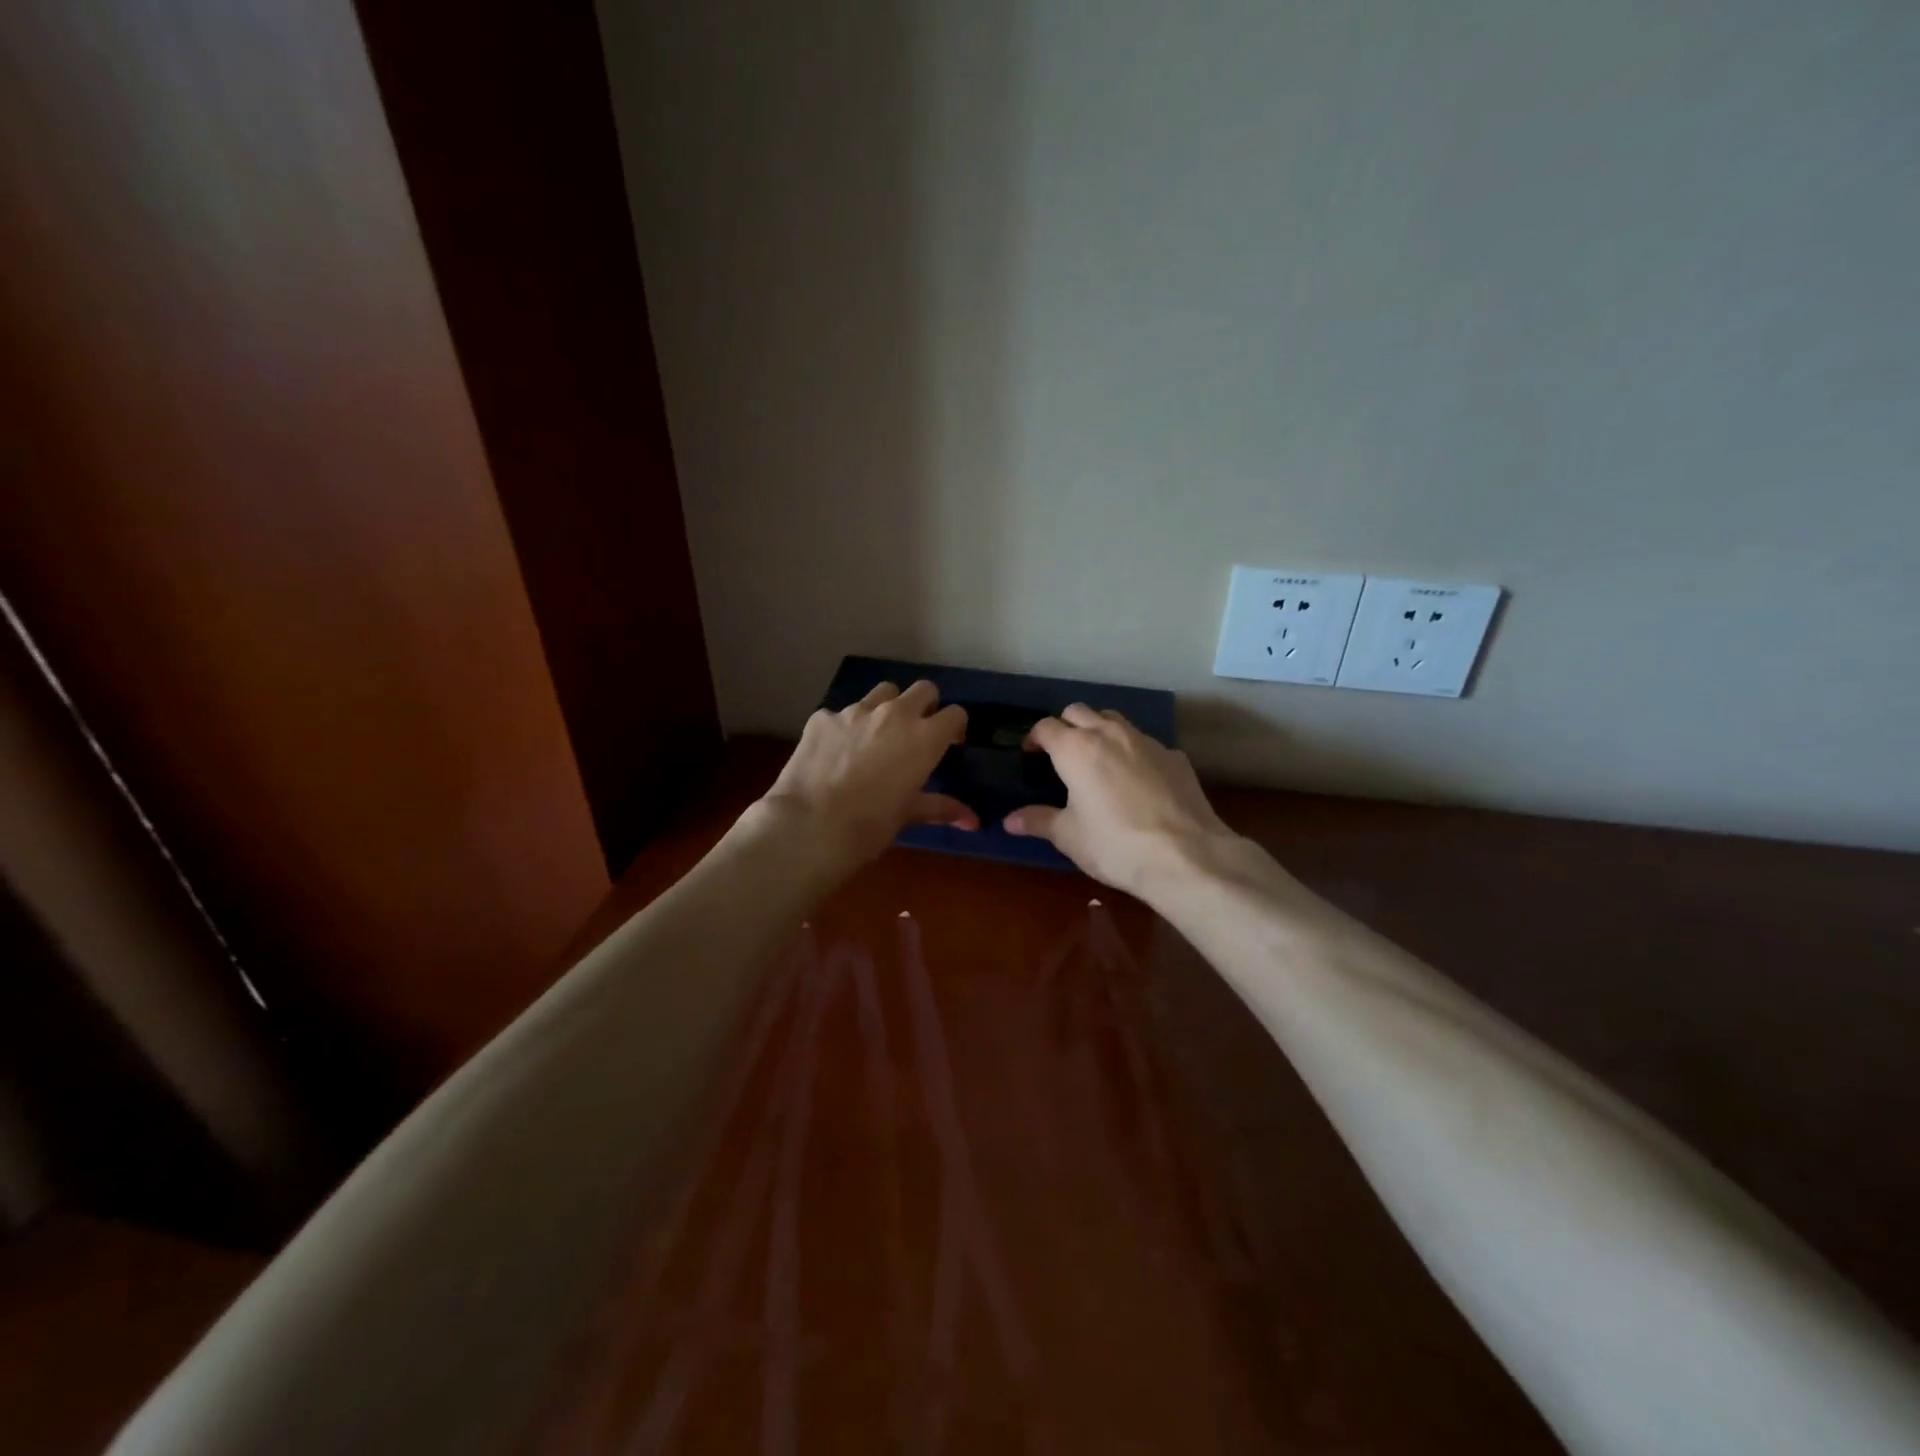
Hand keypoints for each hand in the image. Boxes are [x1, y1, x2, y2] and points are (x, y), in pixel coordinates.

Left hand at [755, 680, 975, 872]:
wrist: (810, 825)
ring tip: (877, 734)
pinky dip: (845, 727)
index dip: (955, 726)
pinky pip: (841, 713)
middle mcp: (895, 714)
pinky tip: (836, 751)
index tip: (950, 743)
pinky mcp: (823, 717)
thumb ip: (941, 808)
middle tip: (917, 732)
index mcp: (924, 737)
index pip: (955, 714)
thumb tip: (973, 821)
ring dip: (887, 707)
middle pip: (923, 689)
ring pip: (883, 692)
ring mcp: (856, 711)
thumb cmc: (870, 825)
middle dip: (926, 705)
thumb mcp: (909, 815)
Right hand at [1005, 705, 1236, 896]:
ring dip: (1100, 730)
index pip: (1046, 727)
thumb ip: (1038, 821)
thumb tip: (1009, 821)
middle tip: (1061, 753)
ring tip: (1098, 759)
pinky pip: (1145, 743)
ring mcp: (1146, 741)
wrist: (1185, 855)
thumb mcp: (1069, 836)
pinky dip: (1133, 752)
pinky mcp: (1175, 756)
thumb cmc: (1114, 845)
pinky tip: (1137, 780)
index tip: (1031, 754)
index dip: (1034, 738)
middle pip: (1079, 711)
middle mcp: (1109, 733)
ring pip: (1114, 720)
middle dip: (1066, 726)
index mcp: (1076, 749)